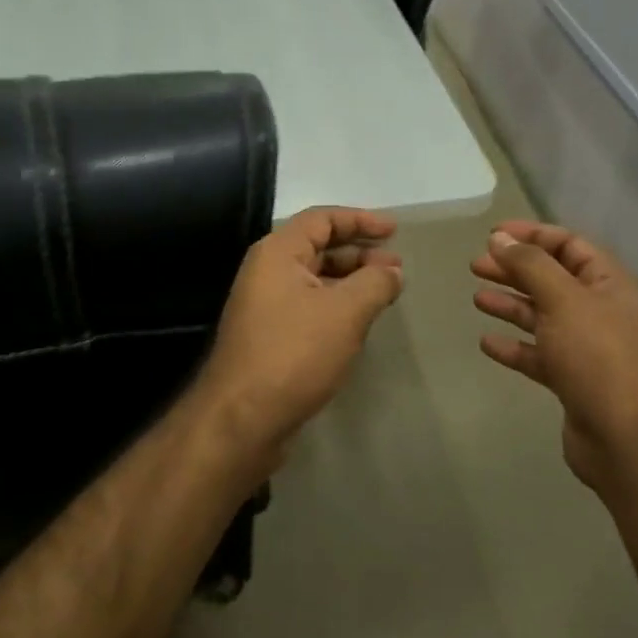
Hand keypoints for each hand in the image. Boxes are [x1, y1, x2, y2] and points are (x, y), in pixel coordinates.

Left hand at [192, 206, 405, 461]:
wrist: (242, 418)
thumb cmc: (294, 353)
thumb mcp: (345, 312)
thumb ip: (374, 283)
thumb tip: (391, 270)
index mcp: (277, 253)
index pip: (321, 219)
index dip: (360, 220)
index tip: (394, 230)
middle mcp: (266, 272)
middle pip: (317, 247)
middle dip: (359, 253)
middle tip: (395, 266)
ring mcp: (265, 306)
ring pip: (314, 280)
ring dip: (350, 281)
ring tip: (385, 294)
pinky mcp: (269, 336)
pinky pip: (308, 307)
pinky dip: (336, 306)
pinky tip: (359, 322)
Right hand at [472, 221, 637, 493]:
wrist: (628, 438)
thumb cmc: (598, 356)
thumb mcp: (563, 299)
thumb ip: (530, 265)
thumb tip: (500, 238)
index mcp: (607, 283)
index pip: (568, 245)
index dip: (532, 235)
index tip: (493, 234)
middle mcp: (599, 310)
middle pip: (551, 279)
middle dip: (514, 269)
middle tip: (476, 265)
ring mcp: (586, 348)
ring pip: (542, 316)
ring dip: (511, 305)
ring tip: (477, 298)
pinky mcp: (572, 380)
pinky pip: (538, 355)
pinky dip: (514, 347)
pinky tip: (487, 343)